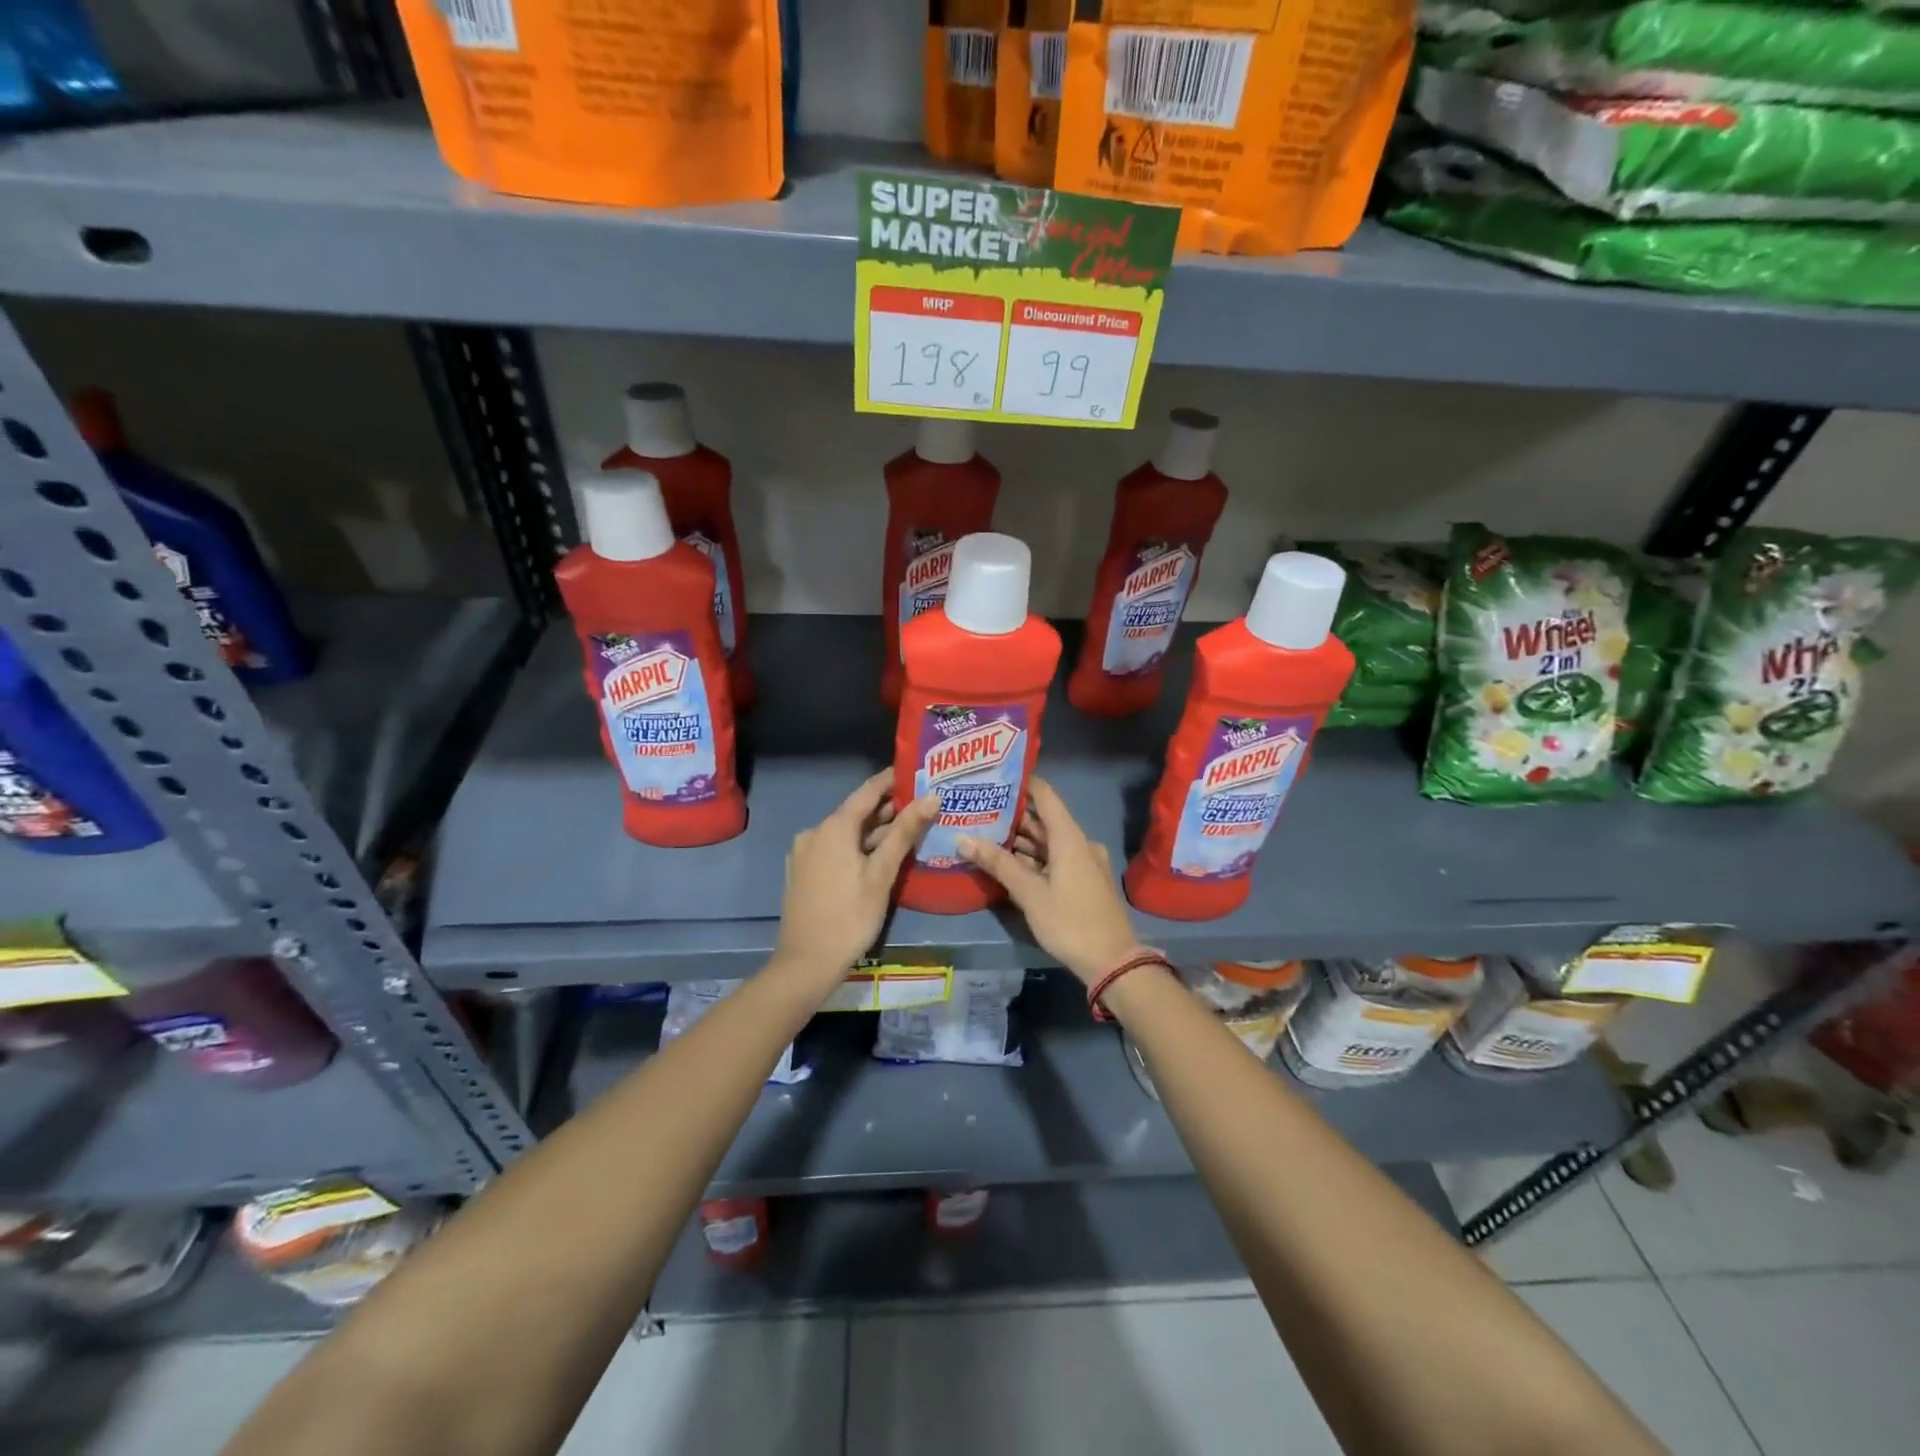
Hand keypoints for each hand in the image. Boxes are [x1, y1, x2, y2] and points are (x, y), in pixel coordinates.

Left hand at [772, 771, 938, 993]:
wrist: (806, 962)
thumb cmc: (850, 916)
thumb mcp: (882, 873)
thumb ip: (905, 832)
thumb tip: (931, 797)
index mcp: (833, 827)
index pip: (868, 791)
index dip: (892, 780)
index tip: (917, 771)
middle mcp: (815, 832)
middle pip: (856, 812)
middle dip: (888, 809)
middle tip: (922, 805)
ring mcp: (806, 853)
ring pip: (847, 833)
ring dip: (875, 831)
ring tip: (909, 830)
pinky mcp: (803, 872)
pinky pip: (835, 849)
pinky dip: (858, 847)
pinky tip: (880, 856)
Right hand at [958, 777, 1138, 984]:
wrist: (1112, 962)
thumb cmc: (1070, 921)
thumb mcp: (1030, 893)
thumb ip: (998, 863)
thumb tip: (963, 838)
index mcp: (1069, 837)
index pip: (1045, 795)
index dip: (1022, 783)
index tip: (993, 777)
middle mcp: (1079, 843)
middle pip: (1043, 821)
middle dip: (1011, 817)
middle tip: (977, 811)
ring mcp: (1083, 863)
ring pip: (1047, 843)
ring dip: (1020, 841)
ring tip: (983, 836)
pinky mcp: (1083, 881)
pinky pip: (1054, 859)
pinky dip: (1032, 859)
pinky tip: (1007, 864)